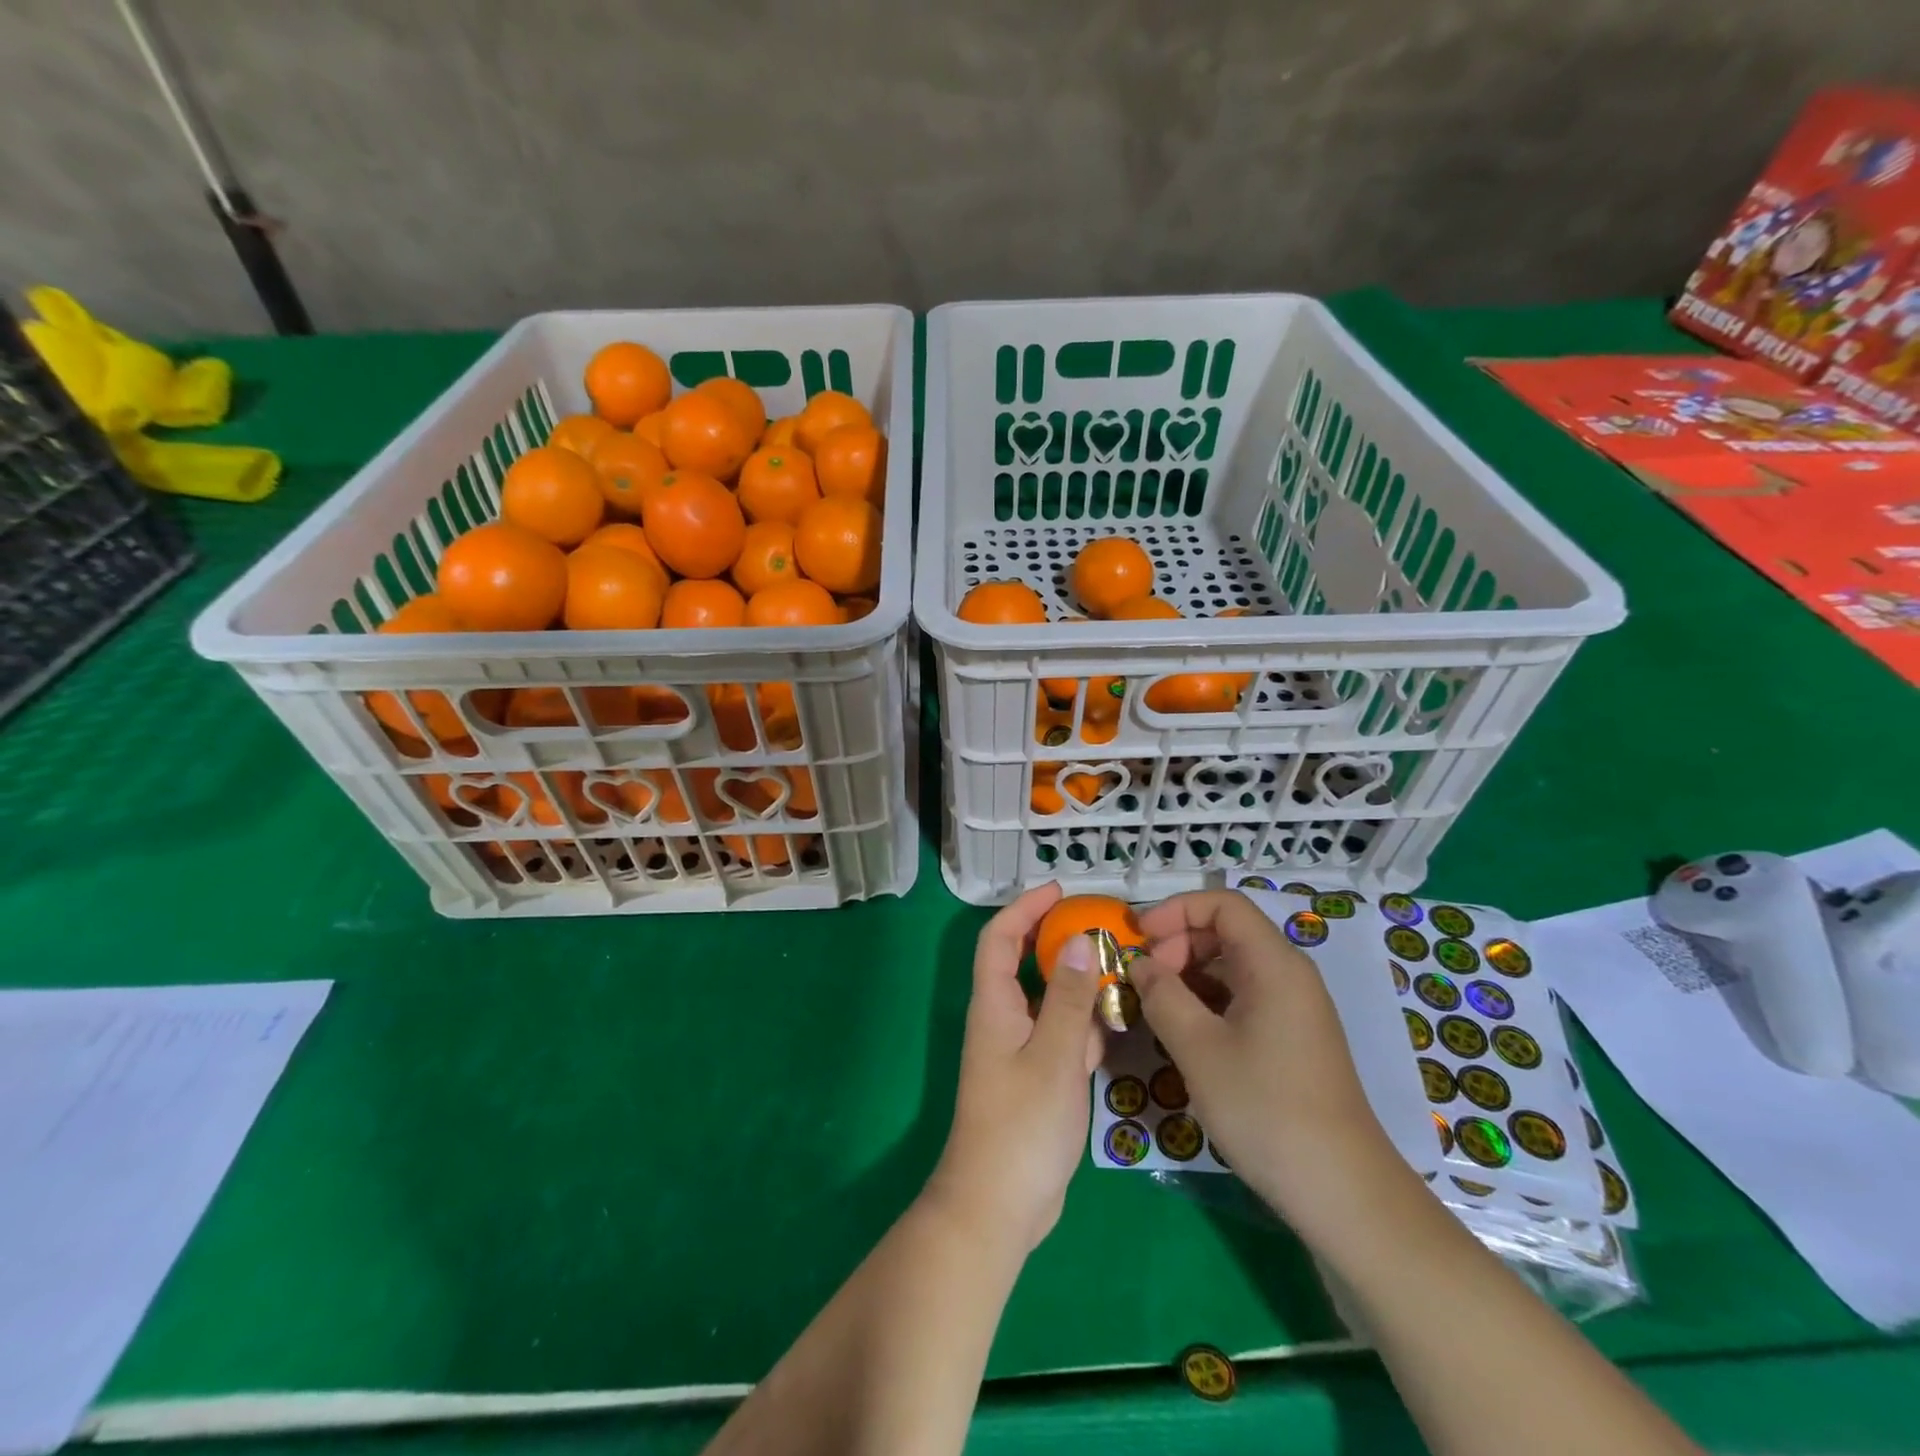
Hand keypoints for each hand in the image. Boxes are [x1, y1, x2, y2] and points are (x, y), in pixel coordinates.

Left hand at [925, 882, 1105, 1258]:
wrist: (999, 1207)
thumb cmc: (1021, 1125)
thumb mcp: (1053, 1055)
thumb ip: (1067, 997)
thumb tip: (1078, 940)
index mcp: (995, 1005)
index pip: (1000, 938)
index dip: (1024, 908)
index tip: (1060, 891)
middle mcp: (1004, 1020)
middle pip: (1026, 964)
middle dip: (1058, 939)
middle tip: (1102, 926)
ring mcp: (1021, 1051)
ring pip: (1049, 1000)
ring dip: (1078, 982)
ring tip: (1121, 965)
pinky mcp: (1038, 1079)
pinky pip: (1062, 1036)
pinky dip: (1086, 1023)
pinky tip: (1118, 1020)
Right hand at [1130, 890, 1403, 1237]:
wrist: (1342, 1193)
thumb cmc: (1265, 1109)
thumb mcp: (1198, 1049)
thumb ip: (1162, 996)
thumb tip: (1140, 965)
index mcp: (1274, 965)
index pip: (1223, 905)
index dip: (1176, 911)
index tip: (1139, 938)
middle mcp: (1289, 976)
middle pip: (1227, 932)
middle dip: (1178, 945)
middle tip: (1144, 980)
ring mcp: (1294, 1009)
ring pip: (1232, 967)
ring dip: (1189, 976)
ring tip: (1156, 1008)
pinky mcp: (1292, 1039)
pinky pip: (1243, 998)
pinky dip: (1208, 1002)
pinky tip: (1185, 1033)